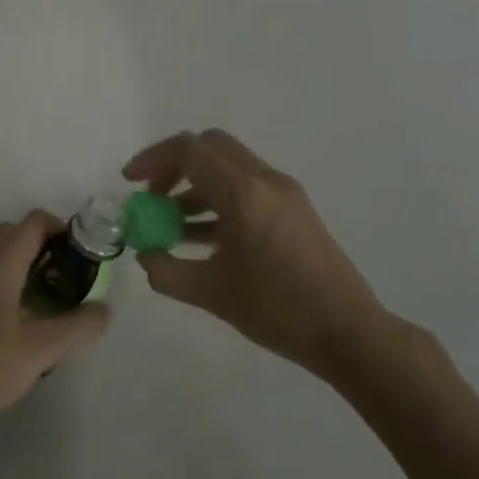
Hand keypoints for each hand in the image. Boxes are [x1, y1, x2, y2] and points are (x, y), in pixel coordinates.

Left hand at [0, 211, 110, 433]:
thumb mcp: (40, 350)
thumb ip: (78, 326)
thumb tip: (104, 310)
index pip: (33, 222)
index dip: (62, 230)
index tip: (81, 258)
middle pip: (14, 232)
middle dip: (44, 245)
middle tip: (66, 277)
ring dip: (23, 262)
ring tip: (45, 298)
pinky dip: (5, 279)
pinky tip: (17, 318)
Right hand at [123, 130, 413, 389]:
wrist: (347, 331)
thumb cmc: (277, 310)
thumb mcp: (209, 294)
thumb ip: (165, 271)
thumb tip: (145, 254)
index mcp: (242, 194)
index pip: (189, 150)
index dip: (153, 159)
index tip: (131, 183)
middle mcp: (264, 181)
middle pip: (210, 147)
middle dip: (174, 165)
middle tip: (153, 196)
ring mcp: (283, 193)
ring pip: (228, 167)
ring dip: (195, 185)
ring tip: (171, 226)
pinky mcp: (294, 209)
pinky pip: (246, 188)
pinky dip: (218, 199)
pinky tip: (201, 238)